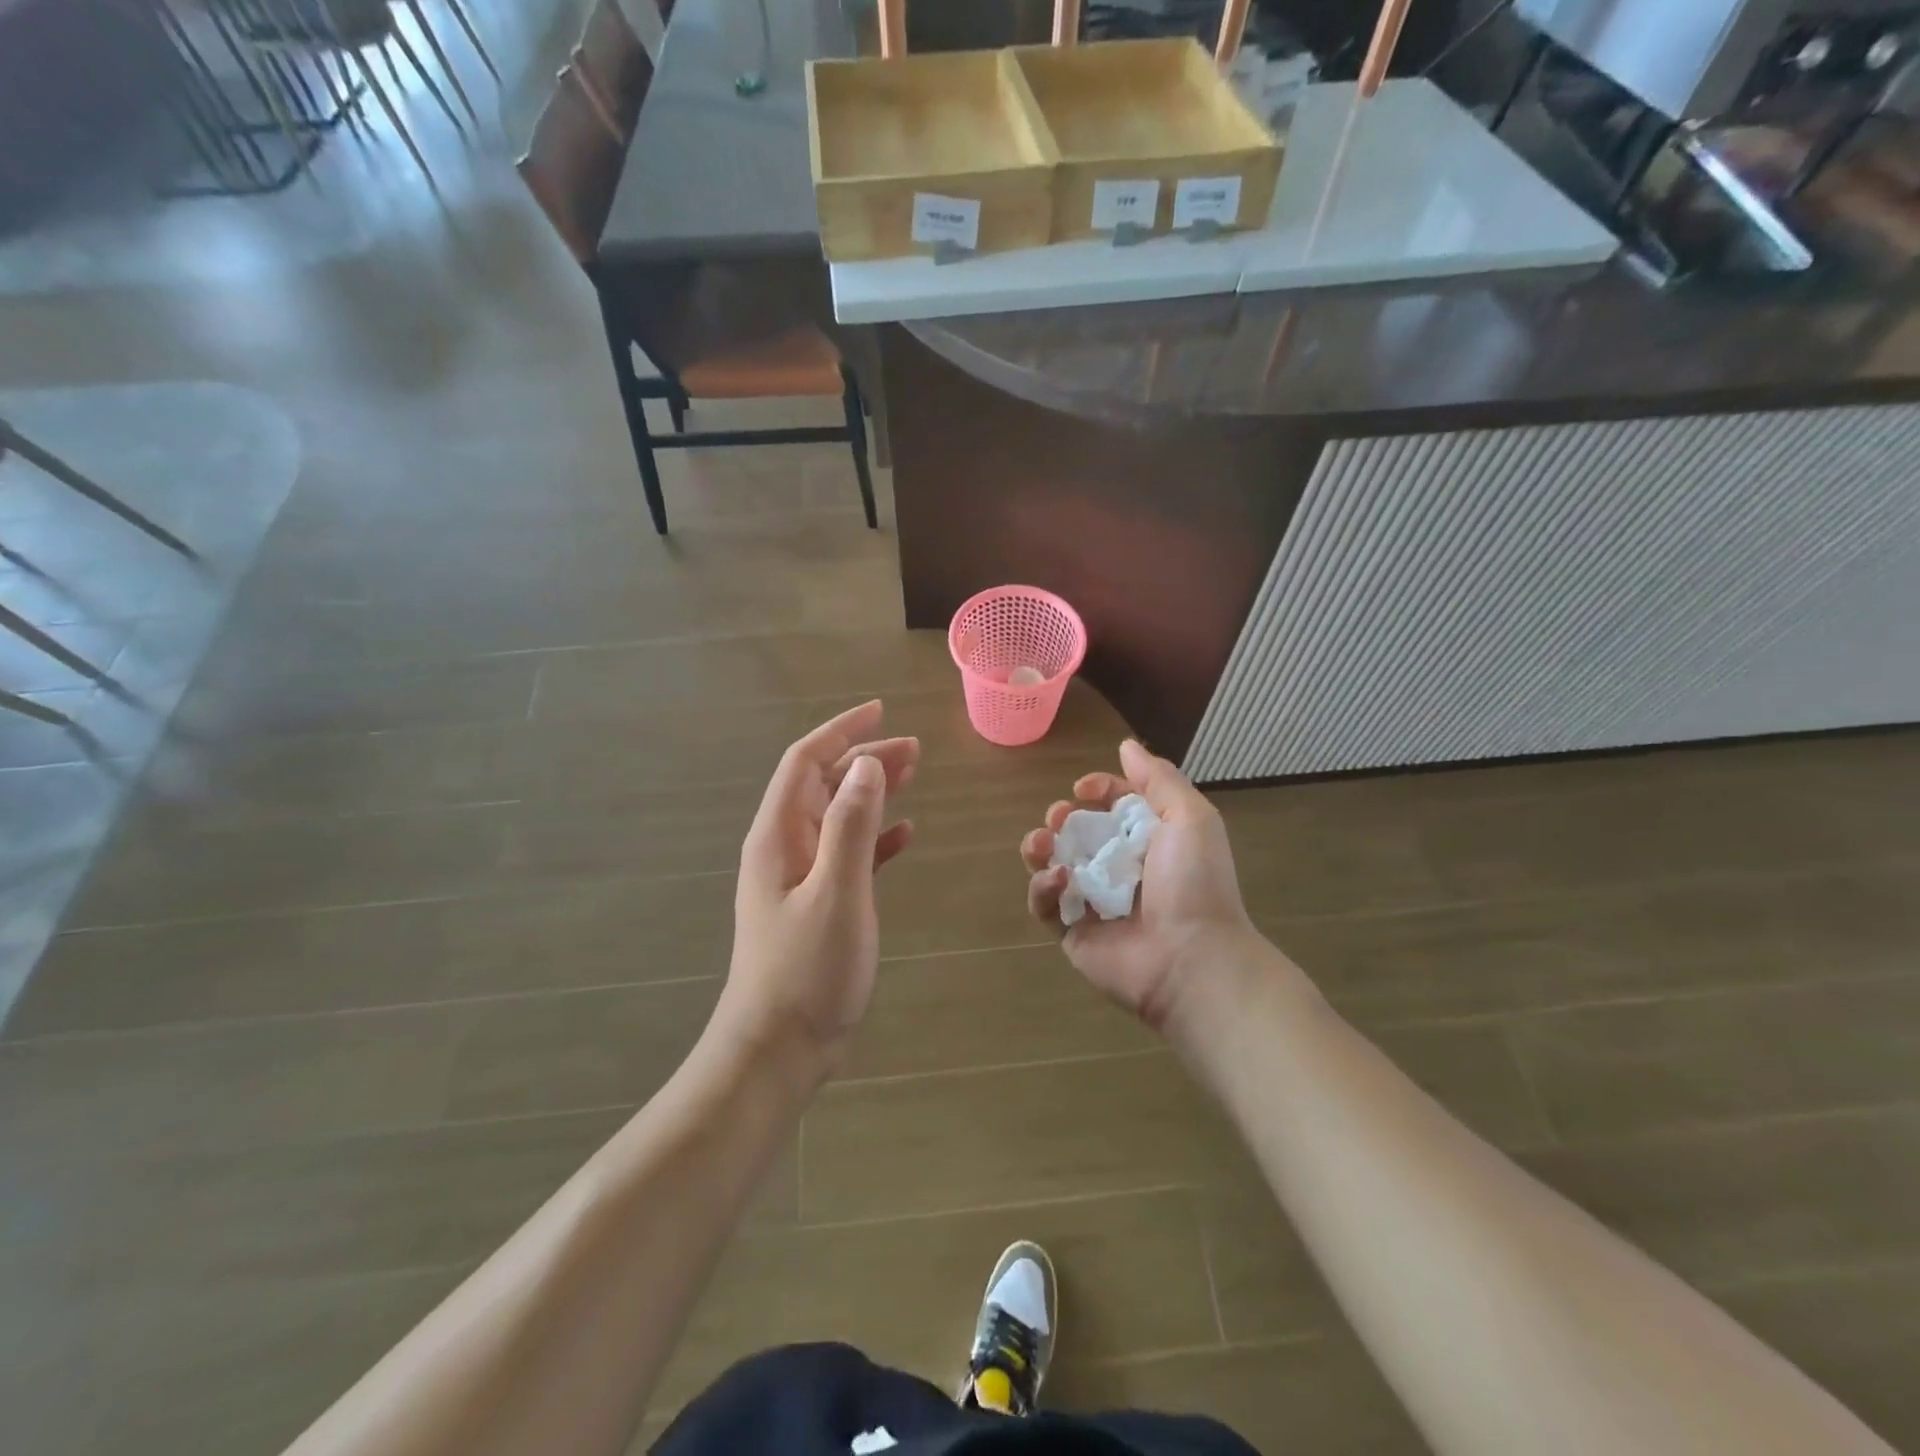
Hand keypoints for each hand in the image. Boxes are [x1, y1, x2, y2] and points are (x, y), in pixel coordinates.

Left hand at [720, 701, 917, 1077]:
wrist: (778, 1048)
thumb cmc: (806, 970)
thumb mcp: (836, 892)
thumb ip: (852, 826)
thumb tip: (865, 764)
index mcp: (779, 836)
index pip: (806, 762)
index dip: (840, 731)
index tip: (881, 710)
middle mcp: (784, 847)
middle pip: (823, 784)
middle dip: (864, 759)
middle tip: (914, 749)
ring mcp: (799, 877)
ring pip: (837, 816)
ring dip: (872, 792)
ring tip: (913, 776)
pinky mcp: (817, 903)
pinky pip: (847, 853)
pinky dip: (874, 837)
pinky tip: (904, 835)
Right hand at [1021, 740, 1256, 1031]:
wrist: (1191, 957)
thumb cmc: (1194, 883)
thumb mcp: (1190, 817)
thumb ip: (1158, 778)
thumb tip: (1126, 746)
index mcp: (1149, 842)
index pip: (1113, 807)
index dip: (1097, 791)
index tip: (1083, 788)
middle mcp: (1119, 869)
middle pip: (1077, 833)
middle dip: (1062, 818)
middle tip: (1058, 818)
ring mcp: (1093, 902)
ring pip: (1052, 865)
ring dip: (1040, 848)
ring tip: (1042, 844)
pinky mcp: (1072, 933)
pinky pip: (1045, 905)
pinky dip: (1042, 888)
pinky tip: (1057, 879)